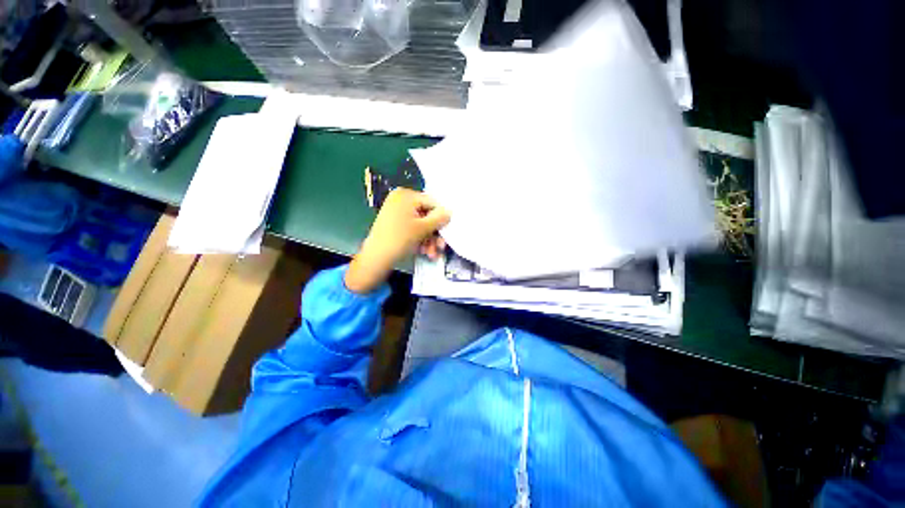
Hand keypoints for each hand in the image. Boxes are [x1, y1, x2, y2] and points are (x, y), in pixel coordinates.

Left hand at [345, 189, 450, 293]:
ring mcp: (396, 212)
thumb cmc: (400, 239)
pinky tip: (424, 252)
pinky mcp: (394, 224)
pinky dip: (420, 239)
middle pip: (427, 215)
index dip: (441, 218)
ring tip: (432, 254)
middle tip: (441, 247)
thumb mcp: (423, 228)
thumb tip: (450, 212)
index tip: (447, 233)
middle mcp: (401, 200)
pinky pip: (412, 228)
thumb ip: (439, 218)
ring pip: (421, 224)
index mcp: (406, 195)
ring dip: (429, 240)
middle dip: (434, 233)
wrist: (376, 258)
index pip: (432, 203)